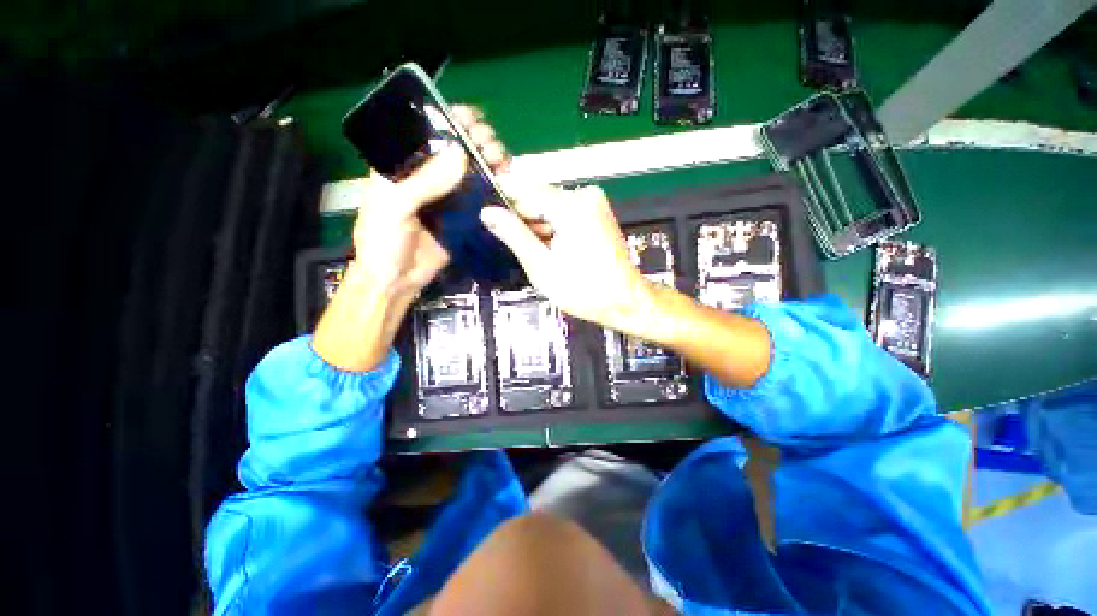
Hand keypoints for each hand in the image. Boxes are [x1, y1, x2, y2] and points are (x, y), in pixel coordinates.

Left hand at [313, 106, 508, 370]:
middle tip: (492, 148)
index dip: (453, 120)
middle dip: (479, 140)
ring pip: (475, 171)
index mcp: (405, 163)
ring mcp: (449, 196)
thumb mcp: (394, 206)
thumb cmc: (383, 240)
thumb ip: (424, 181)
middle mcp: (429, 174)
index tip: (473, 122)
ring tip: (503, 164)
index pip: (431, 130)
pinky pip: (482, 199)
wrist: (396, 279)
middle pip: (459, 148)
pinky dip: (496, 190)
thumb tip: (462, 155)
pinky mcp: (464, 217)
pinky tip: (506, 186)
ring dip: (491, 162)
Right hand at [481, 178, 771, 387]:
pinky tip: (556, 251)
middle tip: (526, 251)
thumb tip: (487, 212)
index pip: (523, 189)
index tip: (490, 220)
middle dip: (525, 221)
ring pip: (549, 207)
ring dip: (540, 228)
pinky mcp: (597, 211)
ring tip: (544, 256)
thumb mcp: (541, 267)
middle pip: (538, 198)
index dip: (504, 204)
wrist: (624, 300)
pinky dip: (554, 229)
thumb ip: (514, 235)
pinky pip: (564, 213)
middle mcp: (584, 195)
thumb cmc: (584, 290)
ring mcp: (593, 202)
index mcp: (570, 206)